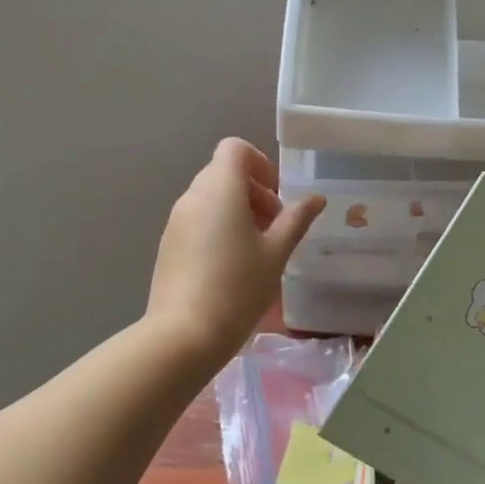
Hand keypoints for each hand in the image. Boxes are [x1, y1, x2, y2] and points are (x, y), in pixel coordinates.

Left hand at [147, 139, 324, 363]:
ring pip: (210, 198)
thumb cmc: (238, 287)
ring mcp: (176, 221)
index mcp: (219, 189)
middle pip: (223, 173)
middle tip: (275, 226)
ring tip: (257, 249)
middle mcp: (192, 196)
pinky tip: (232, 265)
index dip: (260, 163)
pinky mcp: (168, 244)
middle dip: (254, 191)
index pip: (235, 149)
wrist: (184, 335)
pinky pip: (197, 220)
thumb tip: (316, 198)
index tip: (277, 195)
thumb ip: (296, 219)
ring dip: (237, 210)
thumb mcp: (276, 252)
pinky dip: (218, 227)